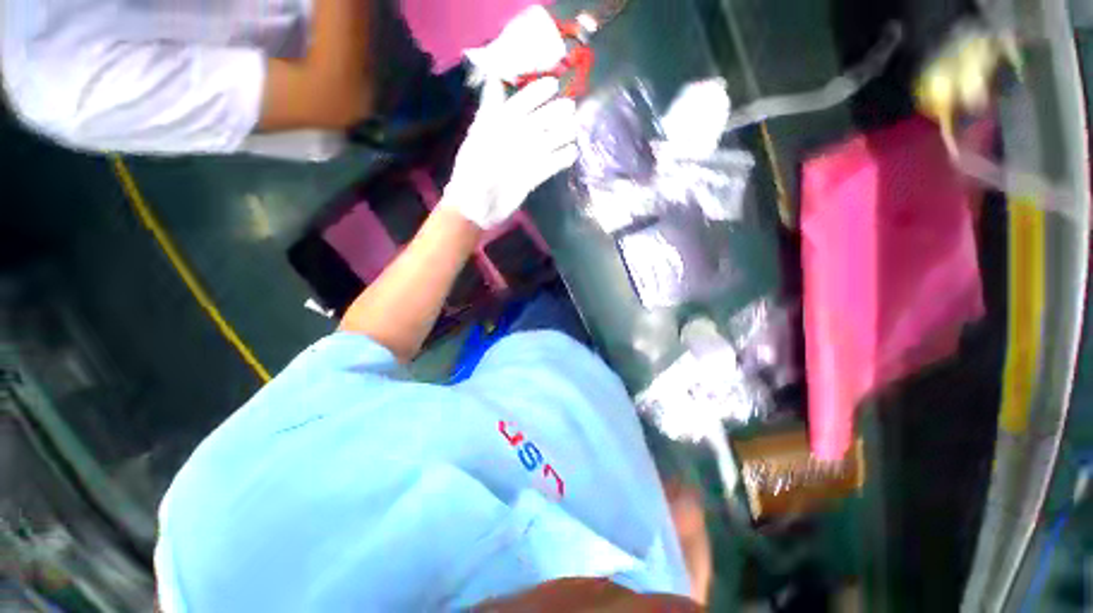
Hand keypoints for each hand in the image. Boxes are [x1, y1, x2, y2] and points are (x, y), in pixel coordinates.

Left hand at [442, 78, 577, 229]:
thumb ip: (489, 113)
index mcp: (498, 128)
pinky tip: (572, 154)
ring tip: (574, 129)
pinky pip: (549, 166)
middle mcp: (514, 141)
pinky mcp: (531, 178)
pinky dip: (560, 160)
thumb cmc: (471, 174)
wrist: (476, 209)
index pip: (519, 105)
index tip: (553, 85)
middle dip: (554, 114)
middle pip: (537, 123)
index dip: (535, 94)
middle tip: (571, 108)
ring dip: (561, 136)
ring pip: (546, 143)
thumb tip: (493, 79)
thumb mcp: (477, 141)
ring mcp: (524, 160)